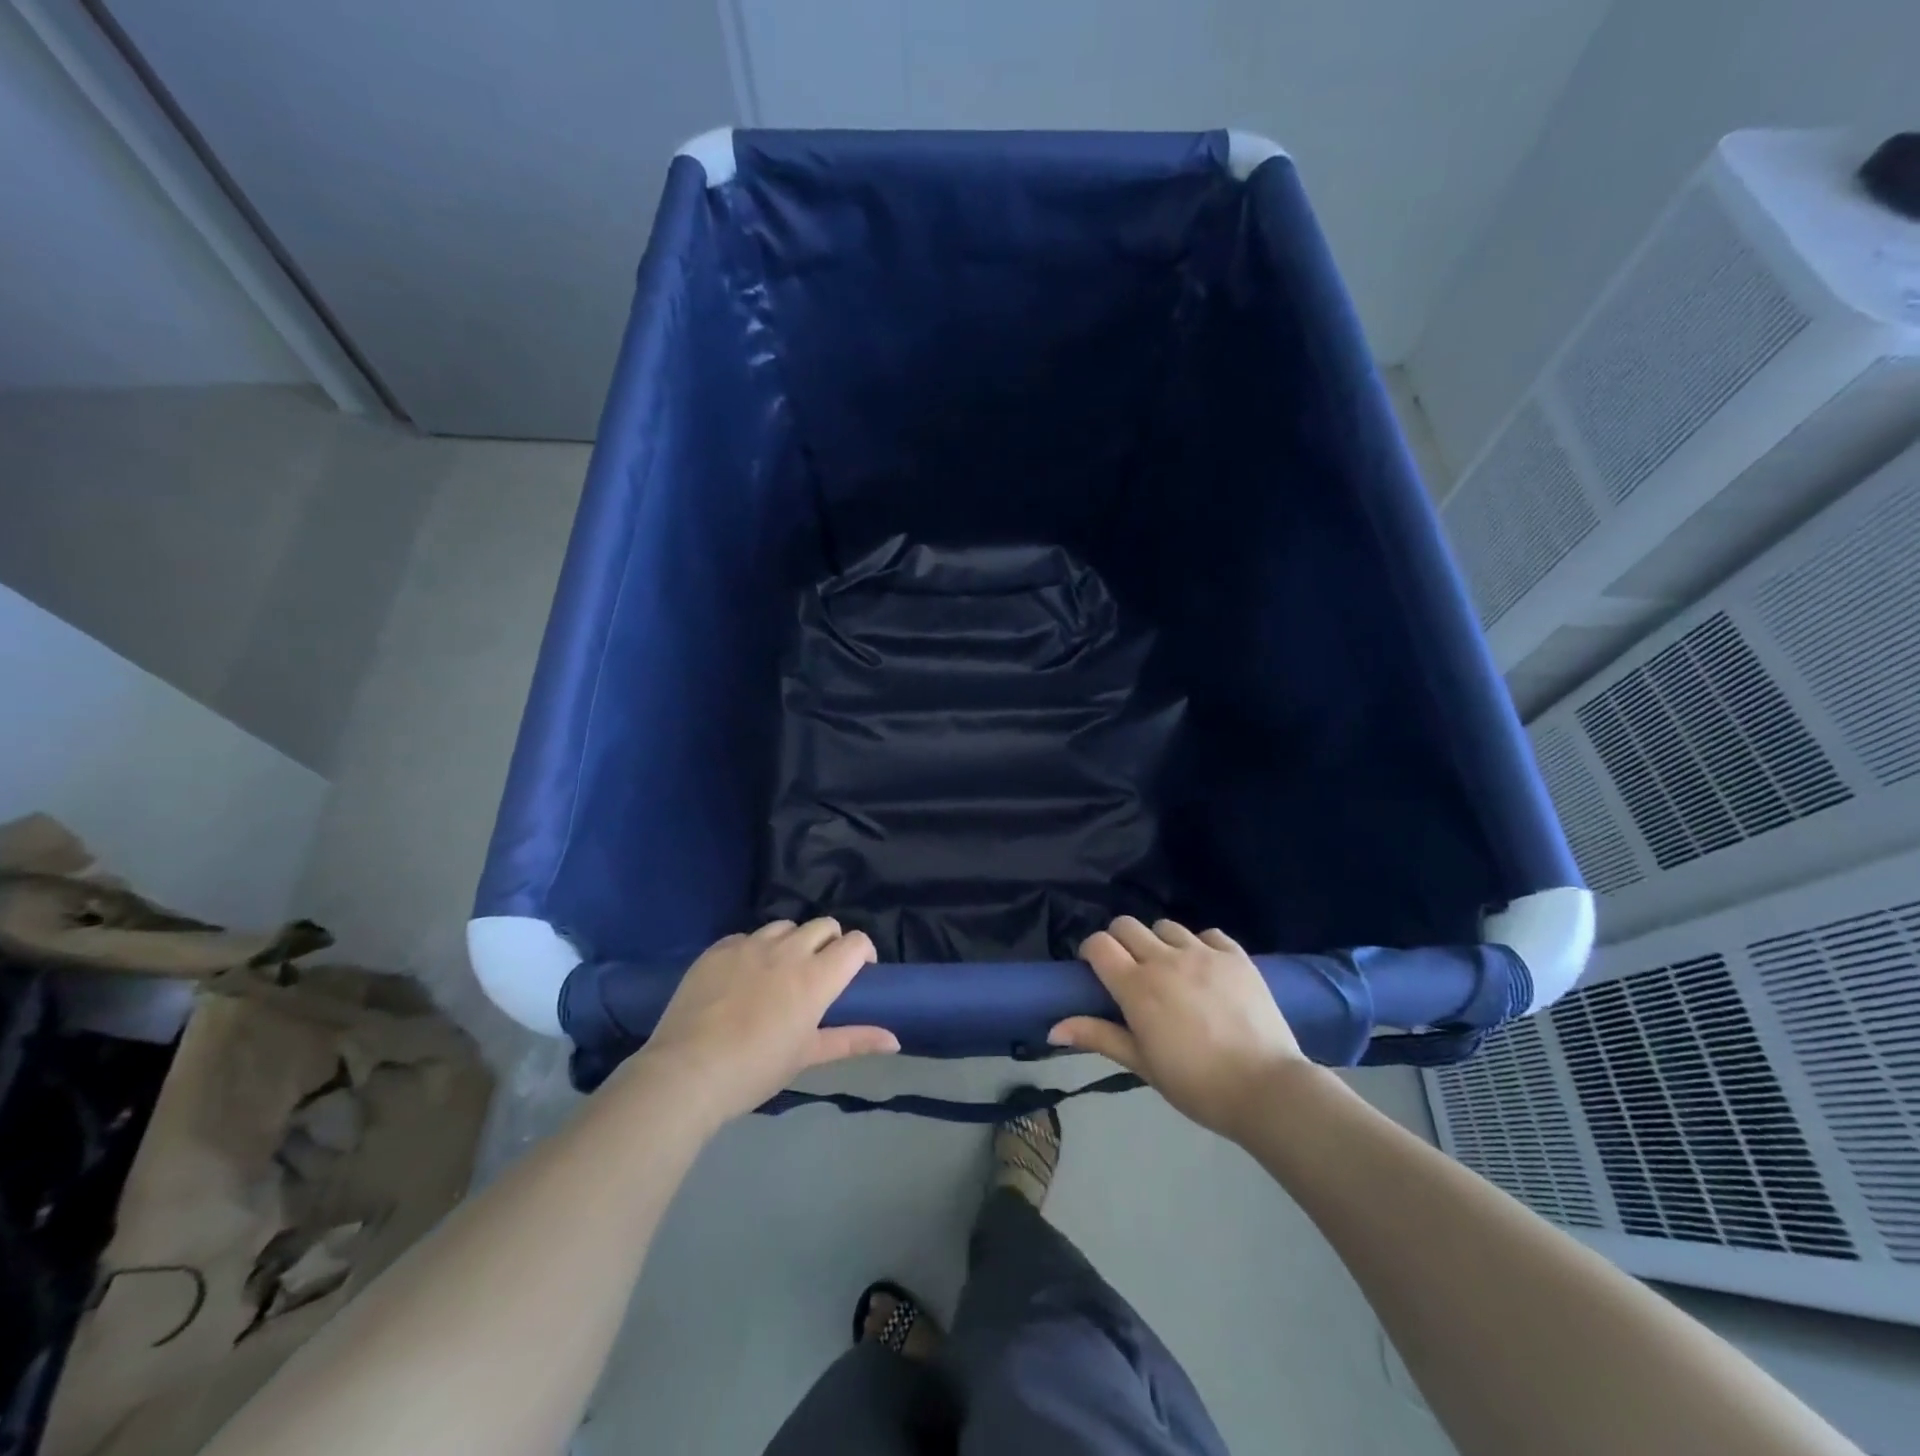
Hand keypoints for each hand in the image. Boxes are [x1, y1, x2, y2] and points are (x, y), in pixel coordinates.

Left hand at [635, 919, 897, 1121]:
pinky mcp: (719, 948)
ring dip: (793, 942)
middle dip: (831, 943)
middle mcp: (788, 951)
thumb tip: (896, 1040)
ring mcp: (750, 945)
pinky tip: (743, 976)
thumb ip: (853, 1040)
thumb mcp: (808, 1056)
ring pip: (785, 926)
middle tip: (819, 973)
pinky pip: (747, 936)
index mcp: (816, 977)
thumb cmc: (755, 1070)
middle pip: (824, 925)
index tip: (857, 974)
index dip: (863, 953)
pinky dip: (754, 949)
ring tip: (780, 970)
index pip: (856, 942)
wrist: (686, 1072)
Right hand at [1049, 916, 1310, 1138]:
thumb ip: (1098, 1037)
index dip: (1091, 951)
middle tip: (1131, 971)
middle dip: (1120, 942)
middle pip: (1127, 925)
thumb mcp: (1142, 1064)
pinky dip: (1200, 945)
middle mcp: (1165, 959)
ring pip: (1166, 926)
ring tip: (1171, 971)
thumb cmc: (1196, 1084)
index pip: (1099, 944)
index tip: (1096, 971)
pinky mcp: (1236, 955)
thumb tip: (1052, 1029)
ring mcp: (1203, 953)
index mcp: (1137, 986)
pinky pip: (1208, 934)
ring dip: (1160, 943)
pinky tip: (1206, 970)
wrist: (1266, 1089)